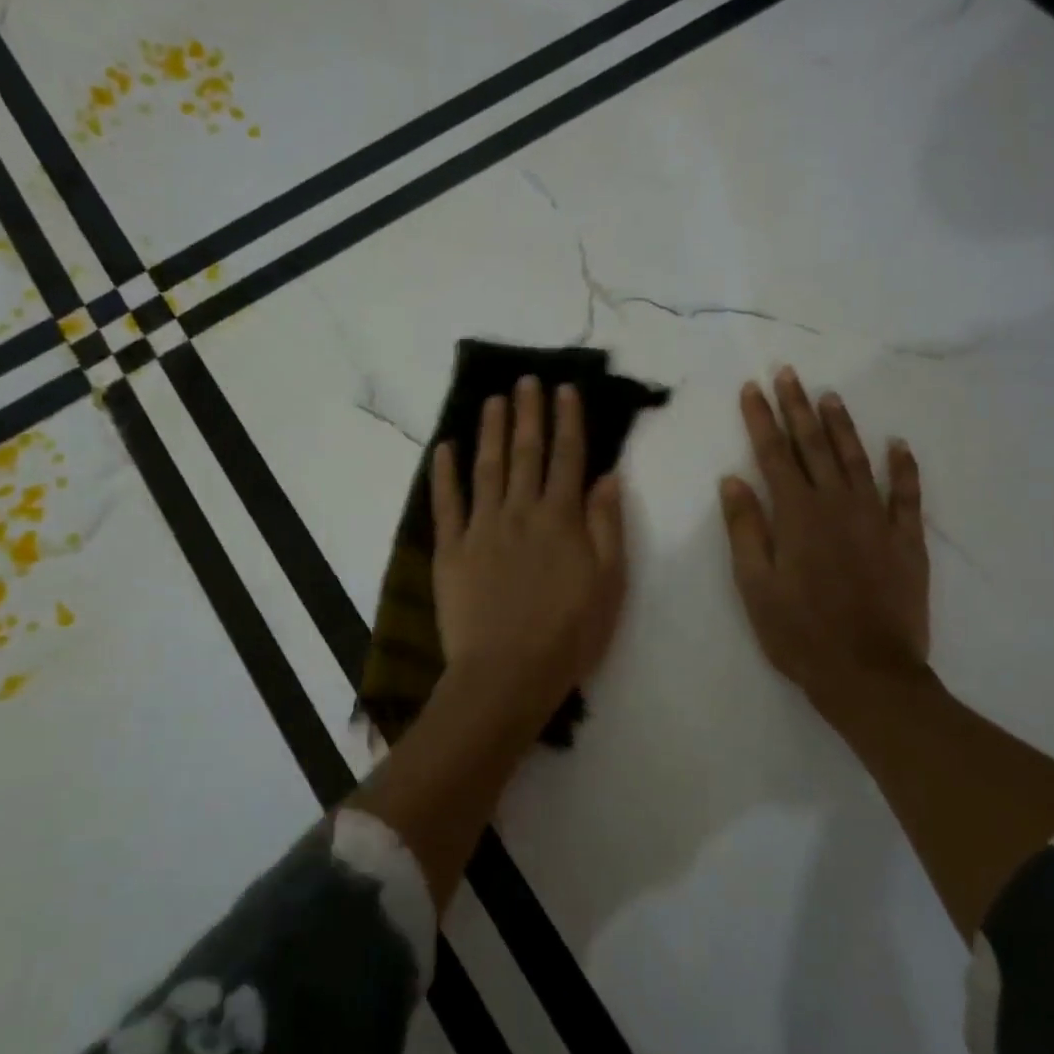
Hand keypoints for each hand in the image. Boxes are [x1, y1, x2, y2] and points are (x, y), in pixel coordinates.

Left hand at [431, 376, 627, 730]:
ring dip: (490, 430)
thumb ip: (607, 526)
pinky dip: (444, 473)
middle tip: (526, 380)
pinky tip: (444, 448)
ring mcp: (481, 528)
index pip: (567, 458)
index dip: (567, 421)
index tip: (565, 390)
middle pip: (525, 453)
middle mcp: (520, 512)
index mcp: (561, 519)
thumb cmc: (568, 635)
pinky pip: (446, 503)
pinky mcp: (450, 550)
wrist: (506, 673)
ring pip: (486, 468)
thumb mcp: (609, 583)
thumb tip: (607, 476)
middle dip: (528, 413)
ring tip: (493, 400)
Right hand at [719, 368, 930, 720]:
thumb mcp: (754, 585)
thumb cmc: (798, 632)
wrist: (868, 672)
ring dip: (842, 426)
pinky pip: (907, 494)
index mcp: (796, 515)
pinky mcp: (906, 540)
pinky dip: (904, 467)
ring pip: (857, 459)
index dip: (761, 419)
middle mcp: (837, 505)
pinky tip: (899, 445)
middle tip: (788, 373)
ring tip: (830, 396)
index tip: (752, 388)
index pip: (774, 454)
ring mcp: (876, 520)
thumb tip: (733, 479)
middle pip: (814, 446)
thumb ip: (745, 528)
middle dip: (797, 407)